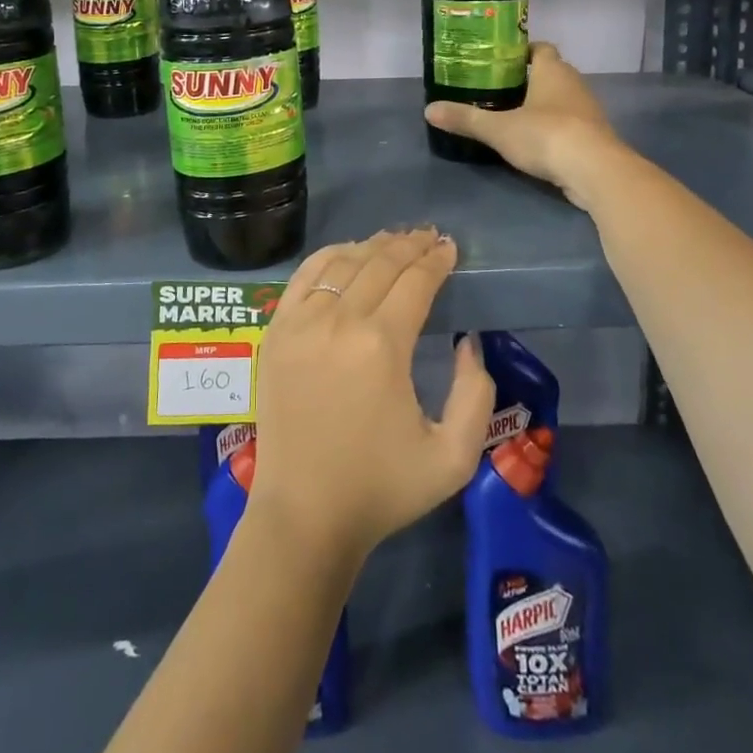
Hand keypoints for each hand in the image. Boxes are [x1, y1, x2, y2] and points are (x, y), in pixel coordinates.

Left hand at [251, 228, 494, 562]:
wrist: (304, 514)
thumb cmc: (380, 489)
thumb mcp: (453, 457)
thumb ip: (476, 395)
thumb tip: (469, 343)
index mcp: (382, 345)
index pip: (415, 281)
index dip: (436, 260)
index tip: (450, 248)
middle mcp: (339, 321)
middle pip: (380, 263)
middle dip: (409, 244)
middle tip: (428, 237)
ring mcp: (300, 322)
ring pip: (342, 263)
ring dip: (372, 246)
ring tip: (394, 241)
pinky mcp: (276, 332)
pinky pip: (303, 276)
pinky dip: (329, 256)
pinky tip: (346, 253)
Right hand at [424, 42, 623, 205]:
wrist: (595, 171)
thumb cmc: (546, 135)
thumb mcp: (498, 128)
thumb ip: (466, 119)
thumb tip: (428, 109)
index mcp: (552, 71)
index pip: (541, 48)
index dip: (523, 51)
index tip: (501, 60)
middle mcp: (574, 84)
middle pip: (551, 73)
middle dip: (528, 79)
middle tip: (498, 89)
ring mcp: (588, 111)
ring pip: (562, 99)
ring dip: (542, 105)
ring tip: (512, 116)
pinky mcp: (594, 136)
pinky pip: (570, 124)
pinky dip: (554, 128)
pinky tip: (535, 142)